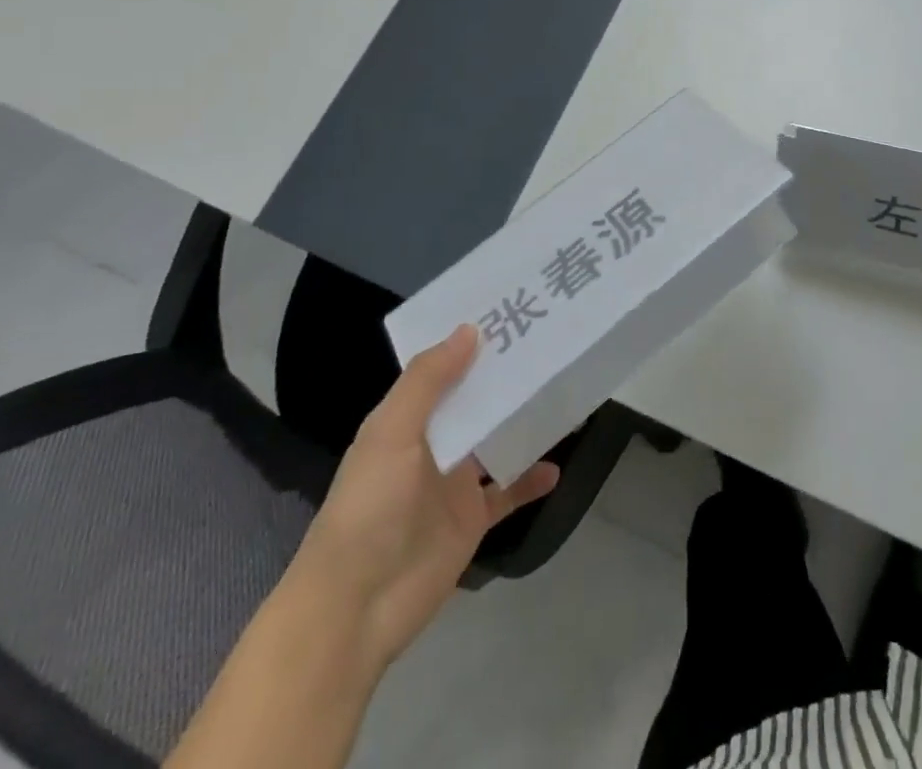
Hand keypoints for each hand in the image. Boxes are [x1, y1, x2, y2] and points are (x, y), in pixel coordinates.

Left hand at [286, 325, 558, 670]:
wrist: (355, 610)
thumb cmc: (369, 509)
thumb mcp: (391, 434)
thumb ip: (427, 381)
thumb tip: (470, 329)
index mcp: (407, 419)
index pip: (444, 369)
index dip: (472, 343)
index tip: (512, 311)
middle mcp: (432, 444)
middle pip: (476, 401)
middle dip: (507, 377)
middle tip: (552, 343)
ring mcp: (454, 483)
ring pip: (497, 440)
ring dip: (525, 421)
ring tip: (566, 393)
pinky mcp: (472, 520)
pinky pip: (509, 491)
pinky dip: (531, 480)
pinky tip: (558, 466)